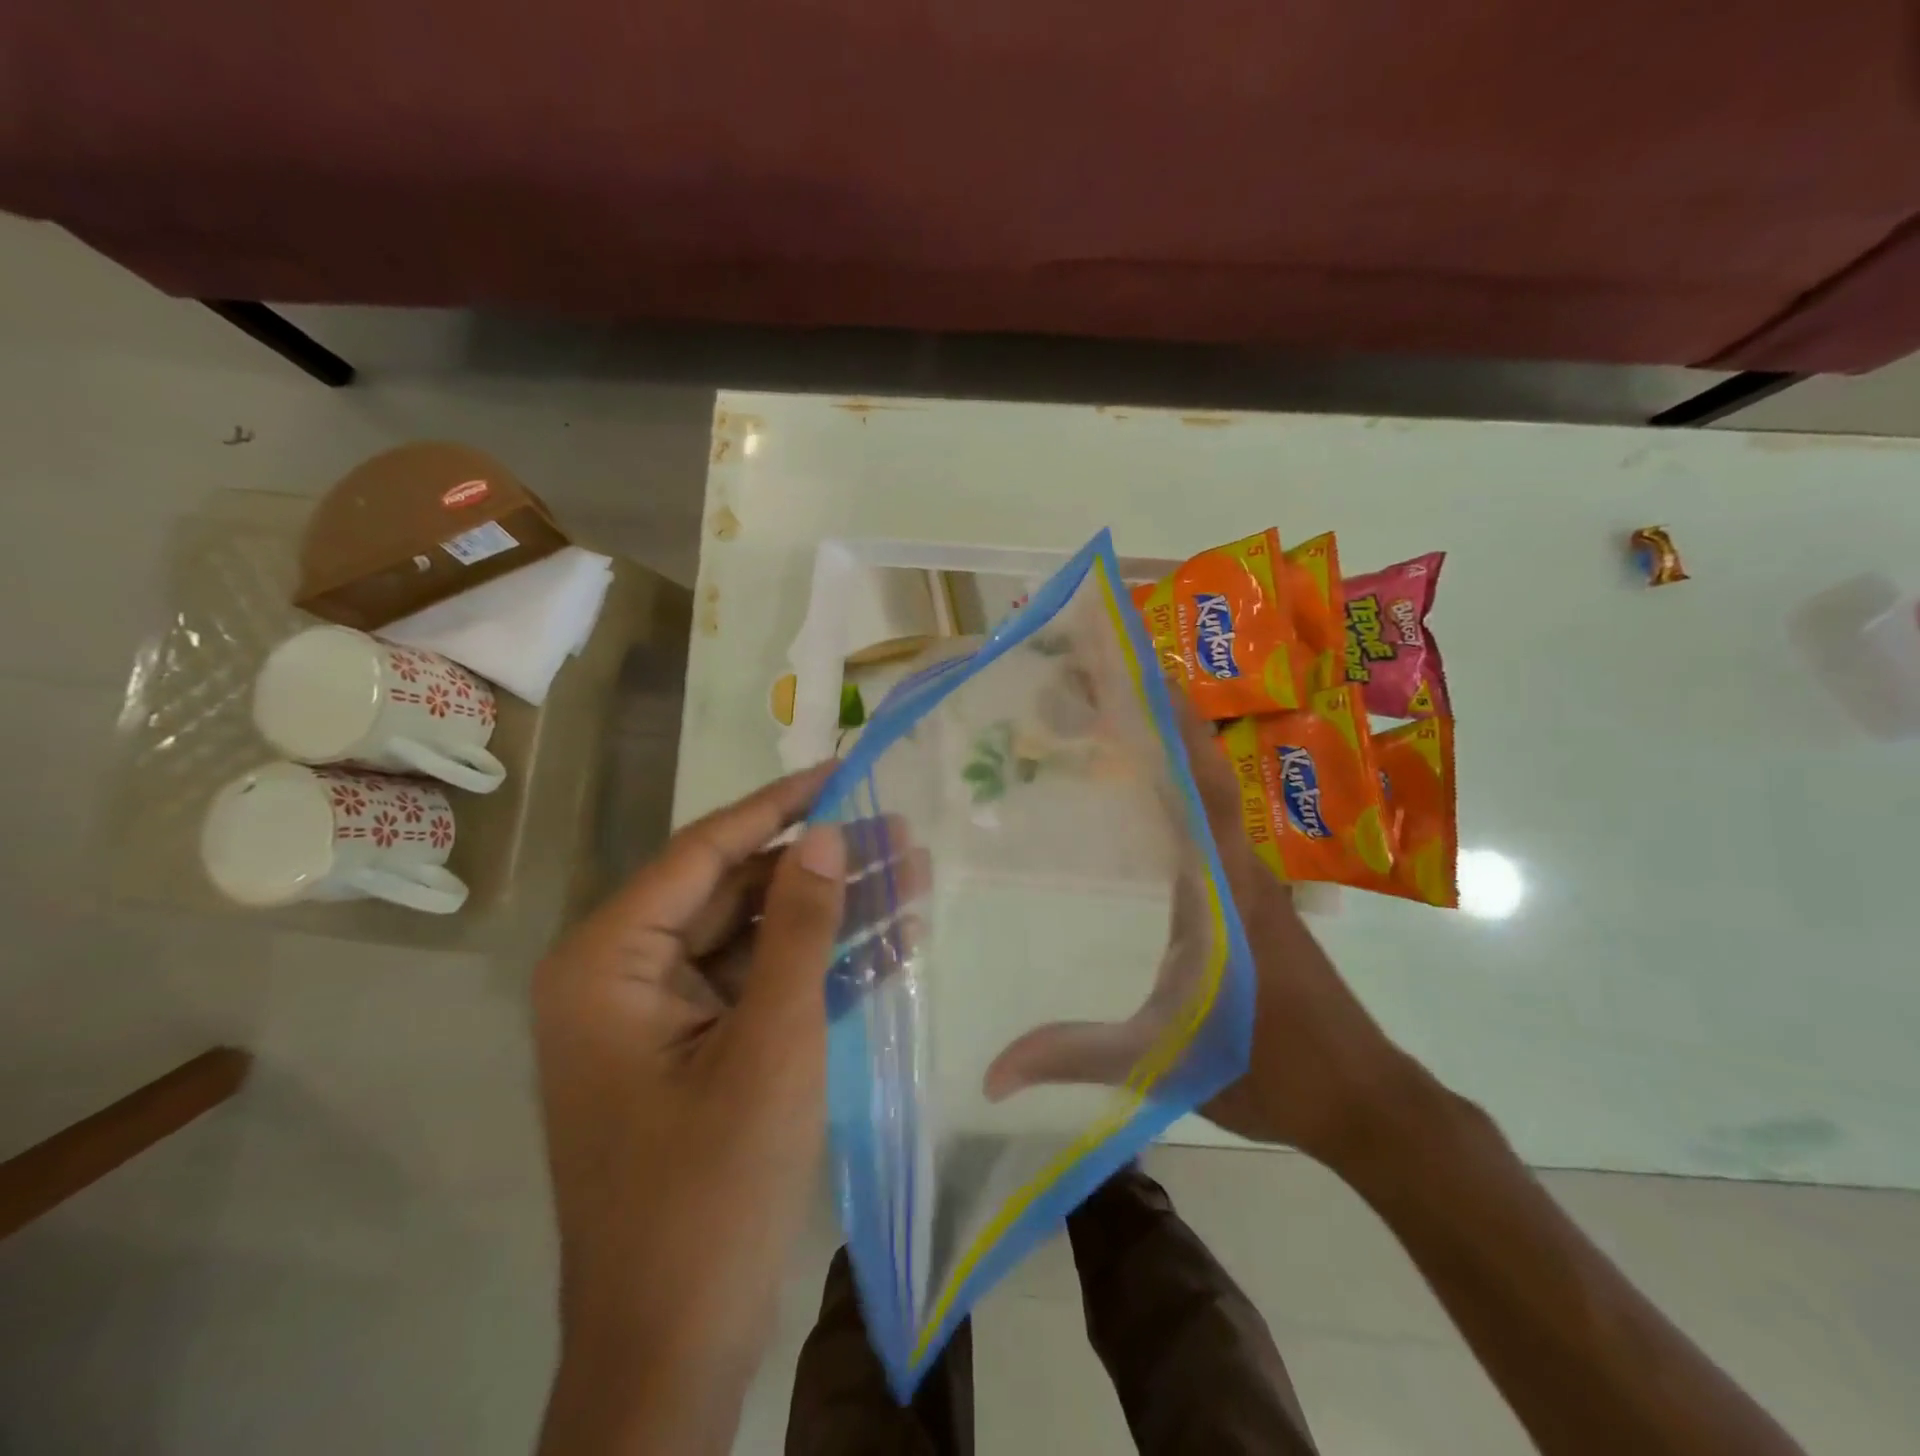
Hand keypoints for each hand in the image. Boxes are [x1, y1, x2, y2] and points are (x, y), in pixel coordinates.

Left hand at [534, 764, 847, 1450]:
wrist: (673, 1354)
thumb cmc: (712, 1192)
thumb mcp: (772, 1044)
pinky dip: (820, 964)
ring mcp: (661, 1015)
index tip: (845, 768)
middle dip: (824, 865)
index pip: (705, 851)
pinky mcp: (697, 1049)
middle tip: (902, 832)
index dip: (781, 805)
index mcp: (608, 961)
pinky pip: (761, 983)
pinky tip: (892, 939)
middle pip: (737, 891)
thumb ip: (798, 929)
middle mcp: (623, 974)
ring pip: (757, 935)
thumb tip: (825, 833)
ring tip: (914, 874)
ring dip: (834, 912)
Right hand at [982, 705, 1415, 1165]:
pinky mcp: (1251, 898)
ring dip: (1172, 750)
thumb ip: (1075, 1055)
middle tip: (1103, 677)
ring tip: (1114, 716)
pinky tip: (1145, 798)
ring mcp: (1250, 880)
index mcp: (1222, 885)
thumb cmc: (1267, 1067)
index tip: (1144, 669)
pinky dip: (1182, 792)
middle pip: (1200, 772)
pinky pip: (1212, 825)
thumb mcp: (1161, 1058)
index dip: (1175, 724)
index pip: (1199, 786)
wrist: (1359, 1098)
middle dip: (1159, 718)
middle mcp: (1239, 866)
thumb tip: (989, 1073)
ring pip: (1209, 795)